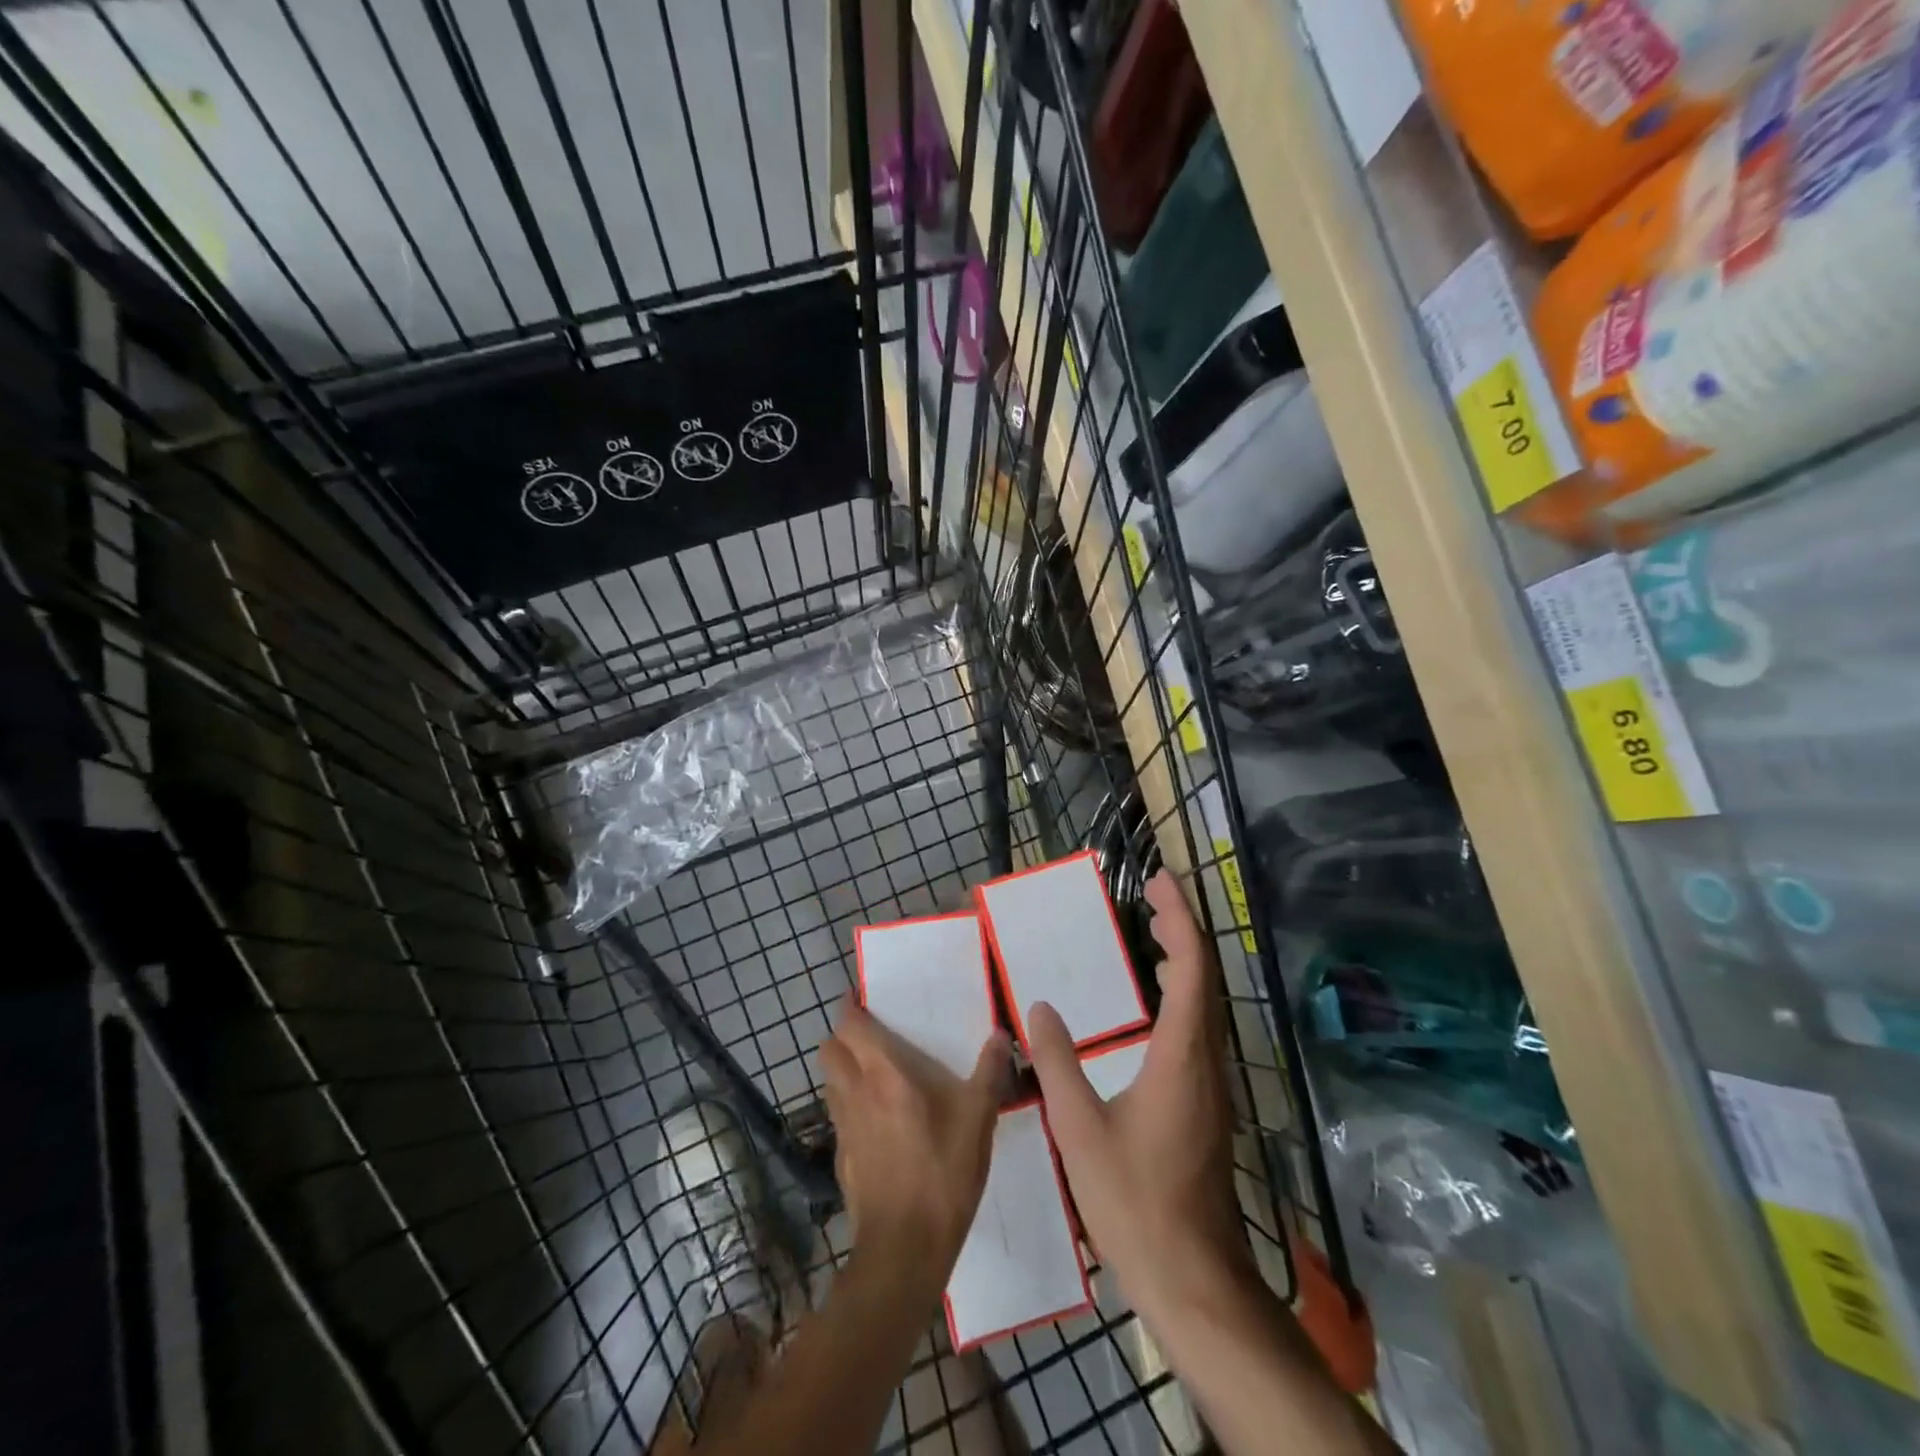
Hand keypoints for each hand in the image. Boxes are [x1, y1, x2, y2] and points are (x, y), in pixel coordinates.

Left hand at [822, 1003, 1010, 1277]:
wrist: (904, 1250)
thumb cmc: (942, 1173)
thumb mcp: (978, 1120)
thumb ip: (990, 1073)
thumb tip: (1001, 1036)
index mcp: (883, 1073)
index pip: (849, 1025)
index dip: (849, 1006)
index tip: (862, 996)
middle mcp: (854, 1092)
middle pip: (829, 1049)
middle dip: (843, 1036)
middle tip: (872, 1035)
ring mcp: (843, 1127)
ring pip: (830, 1082)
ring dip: (843, 1068)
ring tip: (875, 1072)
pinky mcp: (841, 1158)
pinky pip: (839, 1115)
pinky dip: (850, 1105)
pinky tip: (878, 1121)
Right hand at [1028, 871, 1248, 1318]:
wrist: (1195, 1280)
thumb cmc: (1135, 1202)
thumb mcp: (1080, 1128)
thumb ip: (1057, 1063)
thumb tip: (1038, 1008)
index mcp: (1181, 1056)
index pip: (1191, 968)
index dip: (1179, 918)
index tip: (1159, 882)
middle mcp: (1206, 1061)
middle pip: (1205, 977)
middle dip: (1182, 929)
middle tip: (1151, 897)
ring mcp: (1211, 1085)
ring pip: (1206, 1004)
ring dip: (1184, 961)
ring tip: (1153, 935)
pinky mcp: (1206, 1104)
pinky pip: (1198, 1028)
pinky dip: (1181, 995)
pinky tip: (1153, 1006)